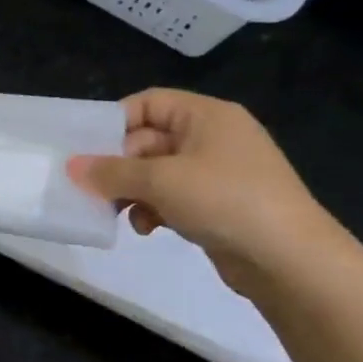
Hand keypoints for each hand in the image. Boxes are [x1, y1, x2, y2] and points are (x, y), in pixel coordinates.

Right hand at [66, 89, 342, 296]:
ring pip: (156, 172)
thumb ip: (112, 171)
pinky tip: (146, 229)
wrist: (290, 259)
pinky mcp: (217, 204)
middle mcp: (212, 137)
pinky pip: (171, 197)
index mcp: (207, 116)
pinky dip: (153, 209)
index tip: (86, 149)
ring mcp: (216, 172)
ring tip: (117, 212)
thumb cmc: (225, 201)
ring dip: (132, 191)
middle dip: (119, 165)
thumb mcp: (161, 180)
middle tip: (92, 188)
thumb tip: (72, 167)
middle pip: (148, 139)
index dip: (115, 122)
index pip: (149, 102)